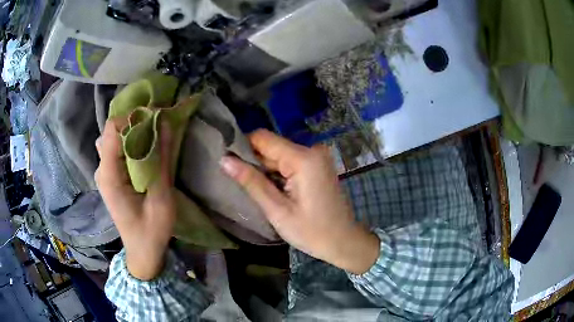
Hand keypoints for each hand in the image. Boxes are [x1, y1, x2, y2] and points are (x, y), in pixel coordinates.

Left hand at [95, 120, 174, 280]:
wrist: (142, 252)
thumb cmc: (152, 231)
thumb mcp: (161, 198)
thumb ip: (161, 160)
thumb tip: (164, 123)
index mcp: (110, 176)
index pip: (112, 130)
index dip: (132, 118)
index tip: (154, 120)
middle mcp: (102, 170)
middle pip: (111, 132)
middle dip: (133, 123)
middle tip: (156, 128)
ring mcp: (104, 174)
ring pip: (112, 139)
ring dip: (131, 133)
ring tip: (150, 139)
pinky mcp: (110, 178)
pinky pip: (115, 150)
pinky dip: (129, 144)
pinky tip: (143, 151)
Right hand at [220, 129, 378, 273]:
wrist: (343, 241)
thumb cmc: (311, 231)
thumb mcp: (277, 210)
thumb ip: (251, 181)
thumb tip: (224, 159)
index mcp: (303, 158)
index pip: (263, 138)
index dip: (242, 147)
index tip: (228, 163)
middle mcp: (312, 150)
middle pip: (271, 146)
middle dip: (254, 162)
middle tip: (239, 183)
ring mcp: (317, 157)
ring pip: (279, 154)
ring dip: (265, 169)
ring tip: (254, 189)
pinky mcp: (317, 165)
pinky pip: (290, 161)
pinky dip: (278, 172)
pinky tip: (272, 189)